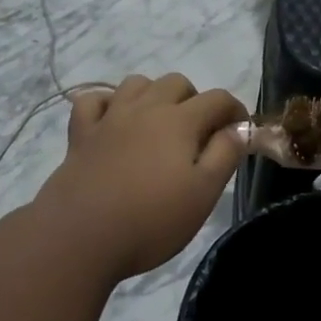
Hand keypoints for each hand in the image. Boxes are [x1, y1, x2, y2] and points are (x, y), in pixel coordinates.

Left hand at [37, 74, 247, 279]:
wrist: (80, 237)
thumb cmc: (151, 220)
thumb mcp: (203, 194)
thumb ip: (225, 155)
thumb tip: (240, 128)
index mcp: (179, 121)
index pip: (217, 99)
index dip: (235, 111)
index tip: (240, 134)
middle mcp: (145, 109)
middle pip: (177, 82)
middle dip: (195, 100)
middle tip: (199, 135)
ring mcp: (109, 118)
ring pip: (136, 84)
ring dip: (154, 95)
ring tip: (159, 126)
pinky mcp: (80, 134)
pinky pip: (93, 100)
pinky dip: (107, 103)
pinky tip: (113, 122)